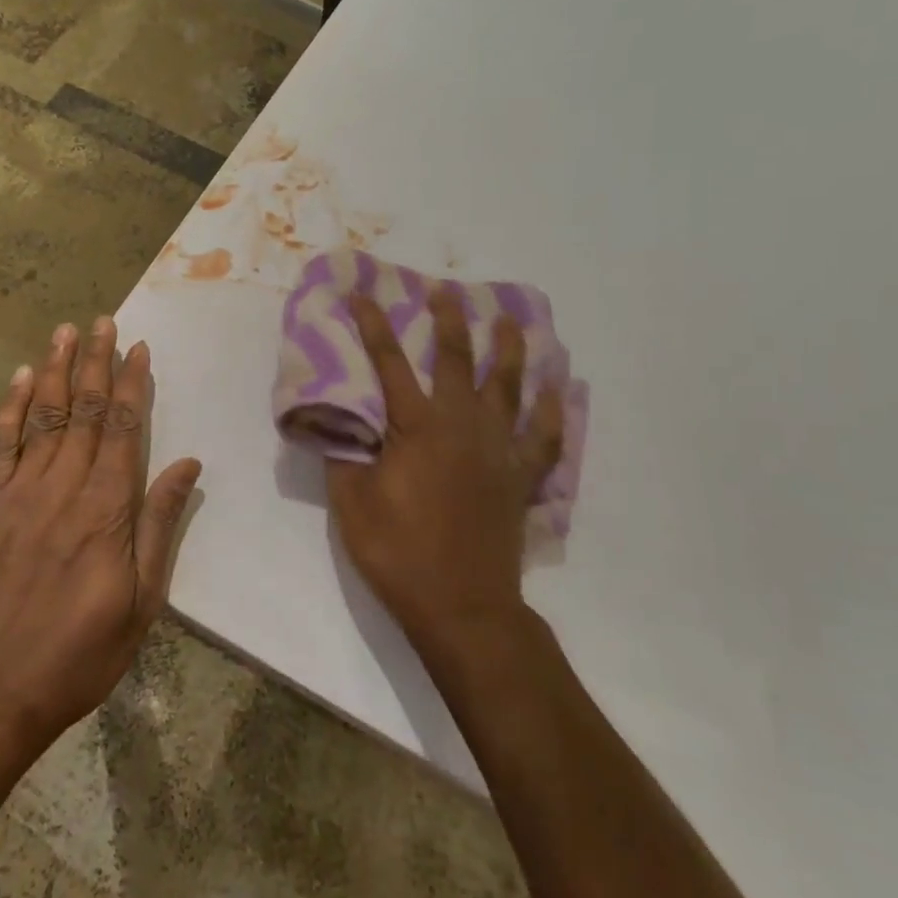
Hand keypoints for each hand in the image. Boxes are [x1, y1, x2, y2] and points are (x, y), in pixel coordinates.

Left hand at [0, 318, 201, 756]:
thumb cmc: (80, 654)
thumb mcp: (142, 602)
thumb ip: (160, 526)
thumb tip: (187, 466)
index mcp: (106, 509)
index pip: (123, 428)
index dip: (132, 384)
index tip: (138, 348)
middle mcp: (63, 487)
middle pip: (84, 410)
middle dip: (96, 362)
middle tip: (103, 321)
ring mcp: (20, 493)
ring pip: (42, 416)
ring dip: (55, 370)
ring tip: (65, 331)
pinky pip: (0, 446)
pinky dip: (9, 408)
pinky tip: (17, 378)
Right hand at [326, 289, 562, 654]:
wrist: (461, 606)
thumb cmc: (398, 552)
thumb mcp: (351, 503)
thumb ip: (343, 454)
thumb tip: (336, 418)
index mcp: (416, 427)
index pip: (389, 363)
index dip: (374, 325)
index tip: (363, 293)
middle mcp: (462, 425)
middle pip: (458, 360)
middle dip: (449, 321)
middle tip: (447, 292)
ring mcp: (499, 449)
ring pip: (509, 387)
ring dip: (510, 349)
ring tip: (512, 320)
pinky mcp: (521, 477)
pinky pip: (546, 436)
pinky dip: (555, 410)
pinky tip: (561, 388)